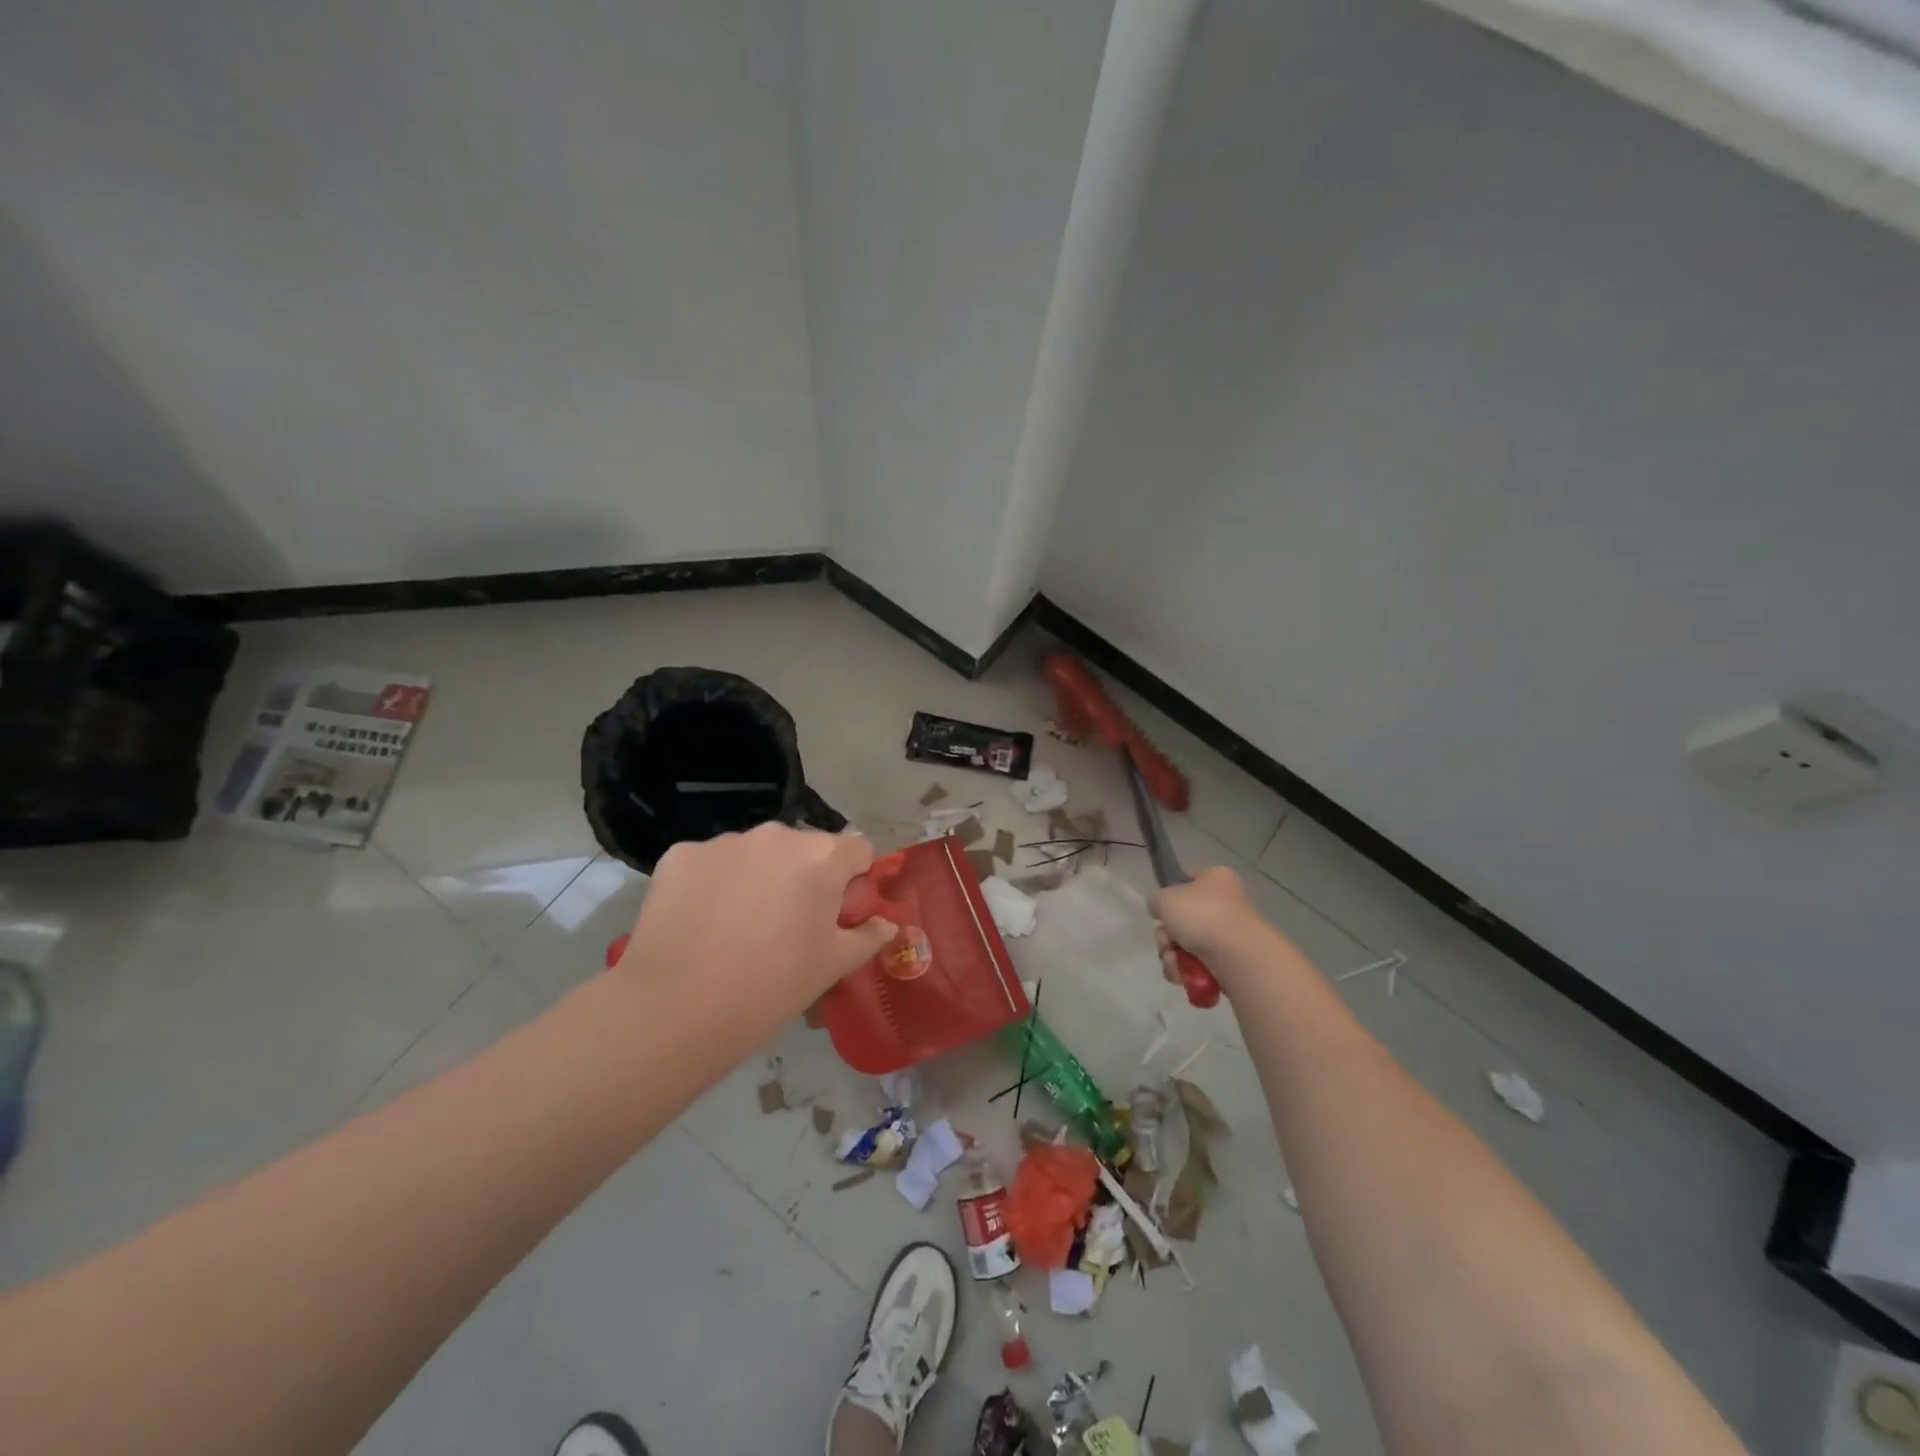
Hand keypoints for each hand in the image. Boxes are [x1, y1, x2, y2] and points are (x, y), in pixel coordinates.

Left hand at [613, 823, 895, 1039]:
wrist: (677, 1009)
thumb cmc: (772, 986)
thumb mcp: (833, 966)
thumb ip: (868, 936)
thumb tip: (886, 924)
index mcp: (822, 857)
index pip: (858, 848)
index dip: (853, 880)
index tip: (838, 913)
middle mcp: (776, 835)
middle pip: (804, 848)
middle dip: (803, 876)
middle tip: (787, 926)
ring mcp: (724, 841)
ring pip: (756, 853)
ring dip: (757, 877)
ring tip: (739, 927)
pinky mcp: (680, 854)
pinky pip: (711, 862)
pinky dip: (714, 883)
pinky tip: (702, 922)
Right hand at [1152, 866, 1261, 974]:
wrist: (1237, 954)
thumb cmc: (1201, 915)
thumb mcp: (1164, 898)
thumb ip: (1156, 902)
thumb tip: (1161, 912)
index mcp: (1215, 878)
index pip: (1187, 883)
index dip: (1170, 899)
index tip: (1162, 914)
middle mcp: (1225, 903)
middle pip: (1182, 920)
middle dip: (1167, 937)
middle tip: (1166, 943)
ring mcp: (1229, 934)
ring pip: (1187, 945)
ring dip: (1172, 956)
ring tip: (1174, 963)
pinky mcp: (1230, 961)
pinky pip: (1198, 965)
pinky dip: (1186, 972)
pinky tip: (1183, 975)